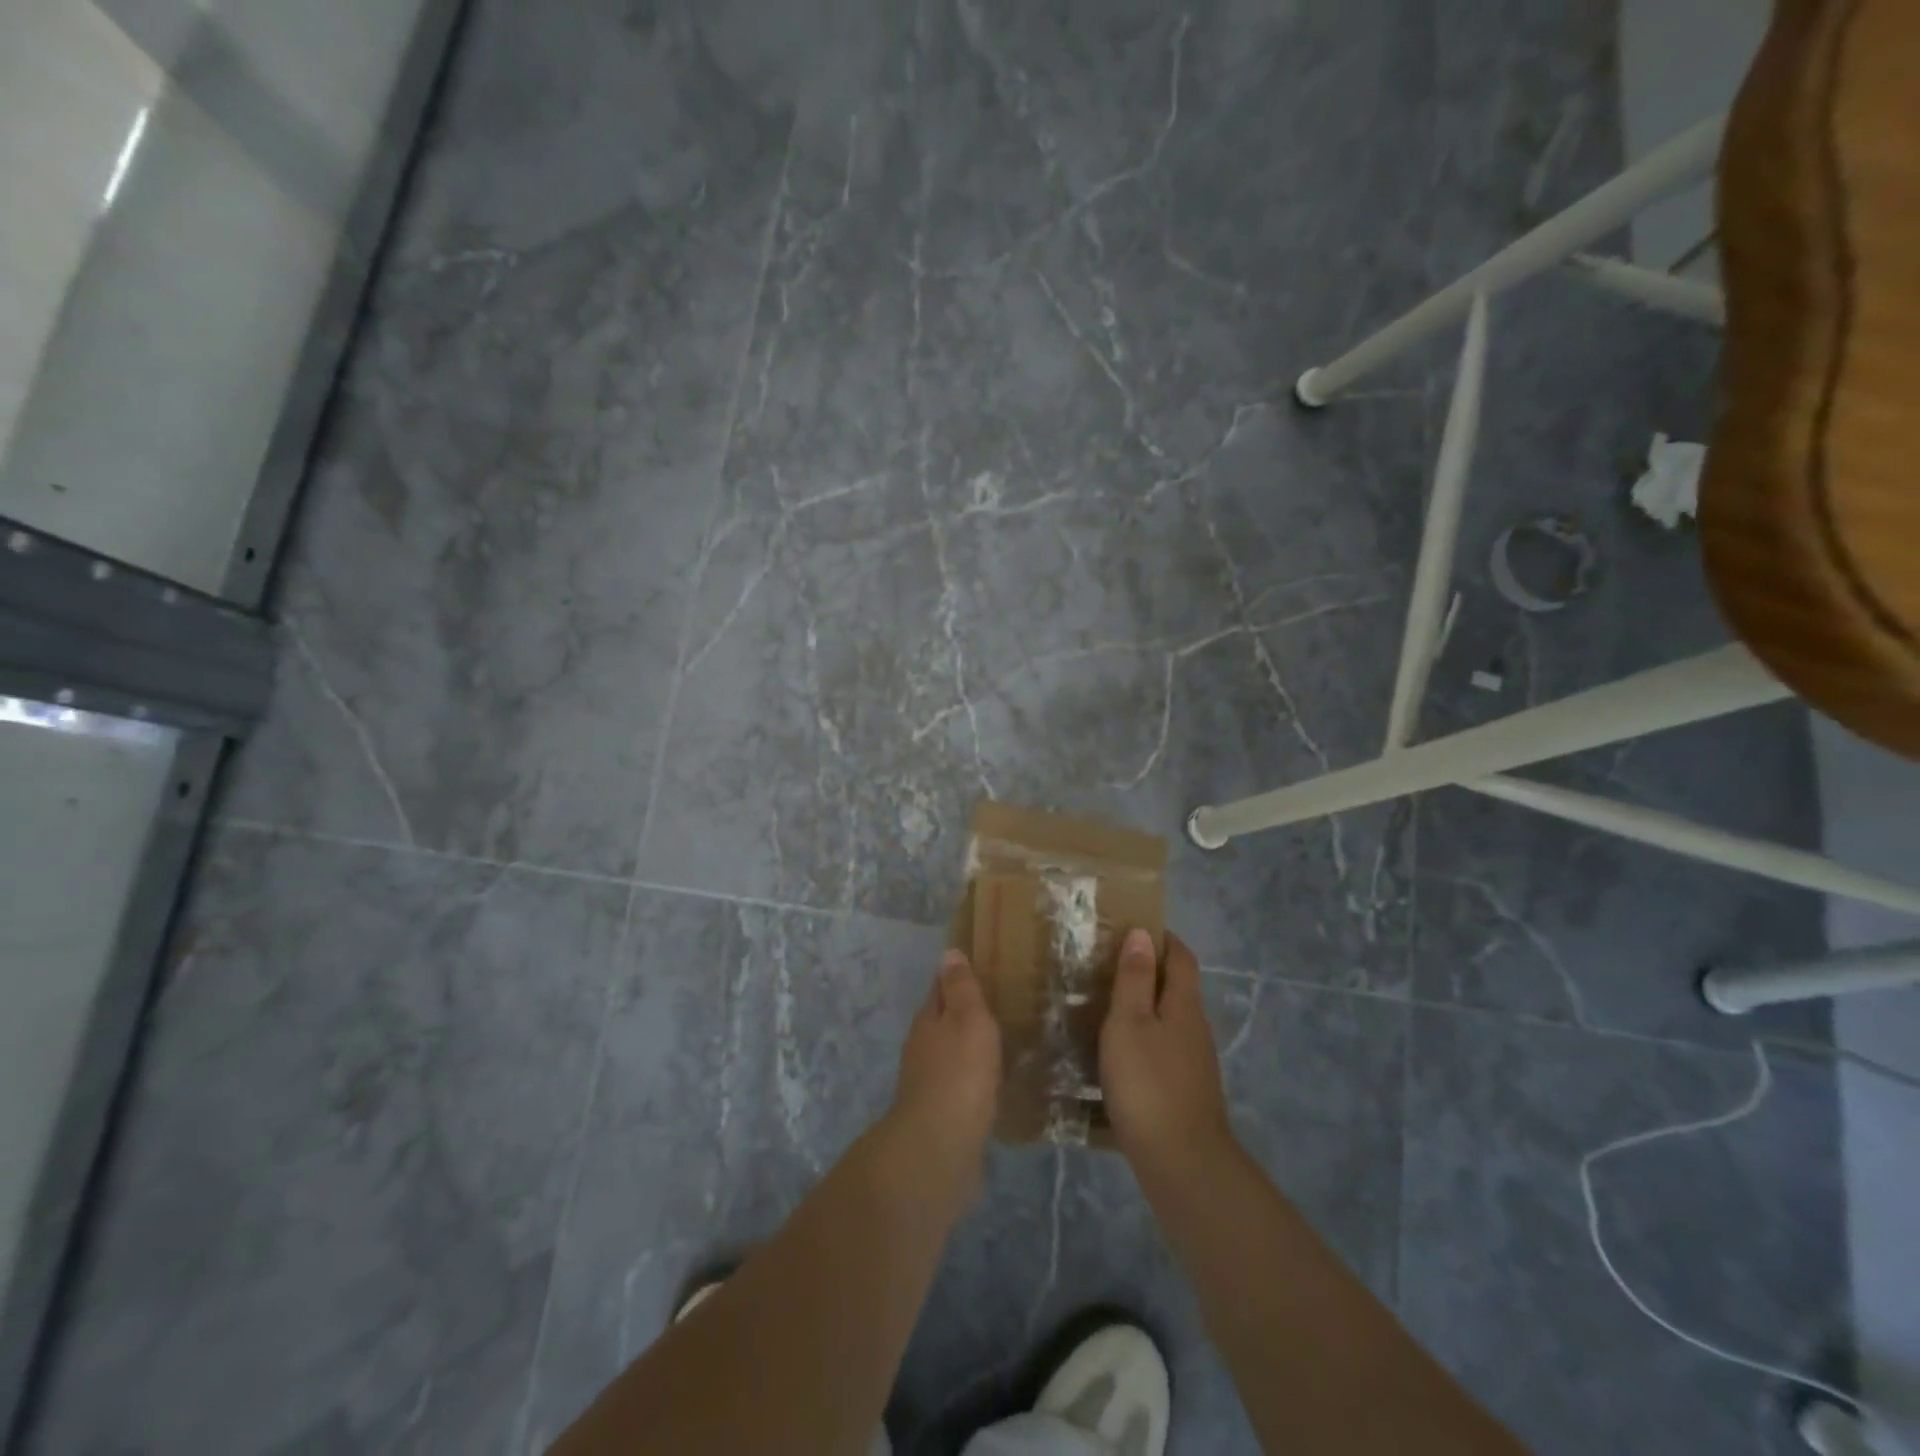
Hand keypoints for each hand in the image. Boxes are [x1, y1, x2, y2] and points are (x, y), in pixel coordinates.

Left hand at [888, 950, 1002, 1186]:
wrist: (940, 1147)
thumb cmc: (959, 1073)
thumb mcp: (967, 1019)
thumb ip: (961, 988)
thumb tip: (948, 953)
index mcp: (928, 1020)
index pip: (941, 988)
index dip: (958, 977)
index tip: (982, 969)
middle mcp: (922, 1048)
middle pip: (944, 1022)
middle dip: (966, 1014)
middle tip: (1001, 1006)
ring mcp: (929, 1083)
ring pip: (952, 1055)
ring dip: (971, 1048)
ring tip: (1002, 1044)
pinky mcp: (942, 1115)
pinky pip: (962, 1087)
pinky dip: (975, 1080)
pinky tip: (994, 1085)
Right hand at [1100, 930, 1234, 1177]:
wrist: (1182, 1163)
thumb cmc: (1148, 1083)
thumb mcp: (1130, 1022)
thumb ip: (1135, 978)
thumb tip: (1143, 934)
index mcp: (1185, 1005)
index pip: (1181, 956)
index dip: (1162, 938)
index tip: (1131, 928)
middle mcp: (1196, 1028)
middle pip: (1178, 987)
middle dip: (1148, 971)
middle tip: (1106, 966)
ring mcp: (1194, 1062)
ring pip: (1169, 1020)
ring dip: (1144, 1007)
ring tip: (1104, 1007)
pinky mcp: (1185, 1091)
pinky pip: (1164, 1049)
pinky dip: (1143, 1039)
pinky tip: (1118, 1054)